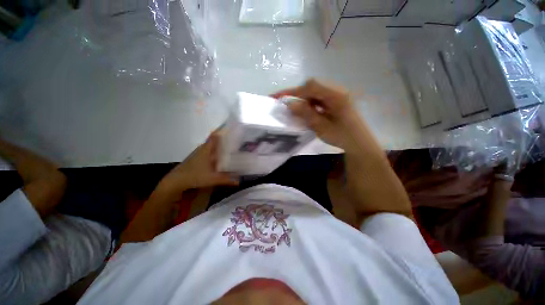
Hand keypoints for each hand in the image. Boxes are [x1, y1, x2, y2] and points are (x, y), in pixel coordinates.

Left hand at [156, 131, 238, 197]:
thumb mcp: (213, 178)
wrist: (176, 181)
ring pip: (213, 146)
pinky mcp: (198, 158)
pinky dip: (217, 153)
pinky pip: (211, 152)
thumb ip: (227, 179)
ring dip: (222, 146)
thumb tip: (240, 181)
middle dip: (227, 139)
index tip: (234, 129)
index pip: (216, 135)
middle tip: (238, 141)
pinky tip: (223, 158)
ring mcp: (200, 153)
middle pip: (216, 140)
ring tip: (233, 148)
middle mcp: (204, 148)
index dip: (224, 130)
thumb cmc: (194, 176)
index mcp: (207, 148)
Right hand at [273, 79, 366, 150]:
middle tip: (288, 105)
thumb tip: (289, 103)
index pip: (311, 86)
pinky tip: (308, 111)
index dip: (294, 91)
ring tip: (296, 109)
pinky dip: (311, 102)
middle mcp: (337, 90)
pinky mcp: (337, 99)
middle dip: (298, 94)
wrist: (359, 143)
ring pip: (316, 91)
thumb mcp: (321, 127)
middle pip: (313, 85)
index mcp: (336, 95)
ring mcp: (338, 94)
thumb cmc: (342, 137)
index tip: (280, 97)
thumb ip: (306, 113)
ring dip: (304, 98)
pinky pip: (320, 96)